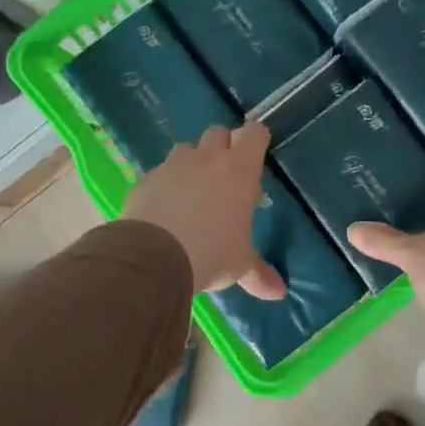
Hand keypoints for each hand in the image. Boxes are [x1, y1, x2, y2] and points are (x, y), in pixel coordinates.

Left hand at [125, 123, 286, 299]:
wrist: (155, 255)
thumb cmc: (212, 252)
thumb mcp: (239, 265)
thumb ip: (258, 273)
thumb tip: (279, 292)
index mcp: (239, 170)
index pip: (254, 134)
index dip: (256, 138)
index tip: (257, 151)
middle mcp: (207, 159)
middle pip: (218, 133)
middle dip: (223, 146)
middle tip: (226, 173)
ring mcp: (173, 166)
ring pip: (186, 149)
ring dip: (192, 162)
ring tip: (193, 190)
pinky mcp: (146, 179)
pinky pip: (159, 172)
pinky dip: (165, 183)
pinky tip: (164, 207)